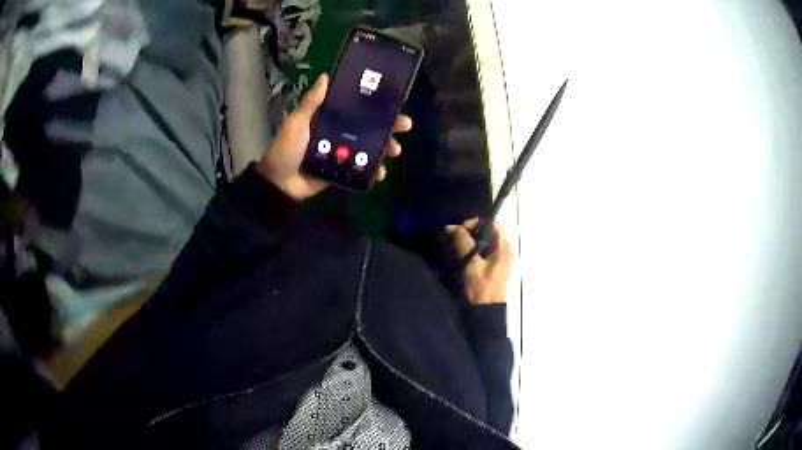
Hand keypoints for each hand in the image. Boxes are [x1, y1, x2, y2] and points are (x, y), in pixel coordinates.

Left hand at [257, 74, 412, 199]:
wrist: (278, 184)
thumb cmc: (286, 149)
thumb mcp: (296, 123)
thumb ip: (311, 103)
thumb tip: (326, 77)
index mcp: (326, 118)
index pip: (354, 108)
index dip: (373, 105)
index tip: (392, 102)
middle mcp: (336, 132)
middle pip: (367, 126)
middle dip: (388, 126)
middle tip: (405, 125)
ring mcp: (340, 153)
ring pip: (368, 147)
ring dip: (384, 148)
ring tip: (394, 150)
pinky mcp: (340, 170)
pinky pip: (360, 168)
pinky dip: (373, 170)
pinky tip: (381, 172)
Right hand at [447, 218, 513, 304]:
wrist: (485, 312)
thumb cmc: (481, 288)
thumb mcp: (471, 263)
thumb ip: (463, 242)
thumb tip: (451, 226)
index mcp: (504, 247)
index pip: (491, 224)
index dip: (475, 224)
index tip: (460, 232)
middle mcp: (504, 250)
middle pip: (487, 232)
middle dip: (469, 233)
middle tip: (454, 240)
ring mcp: (499, 259)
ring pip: (483, 242)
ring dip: (469, 242)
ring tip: (454, 248)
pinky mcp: (492, 267)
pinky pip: (482, 252)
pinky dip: (471, 251)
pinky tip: (460, 256)